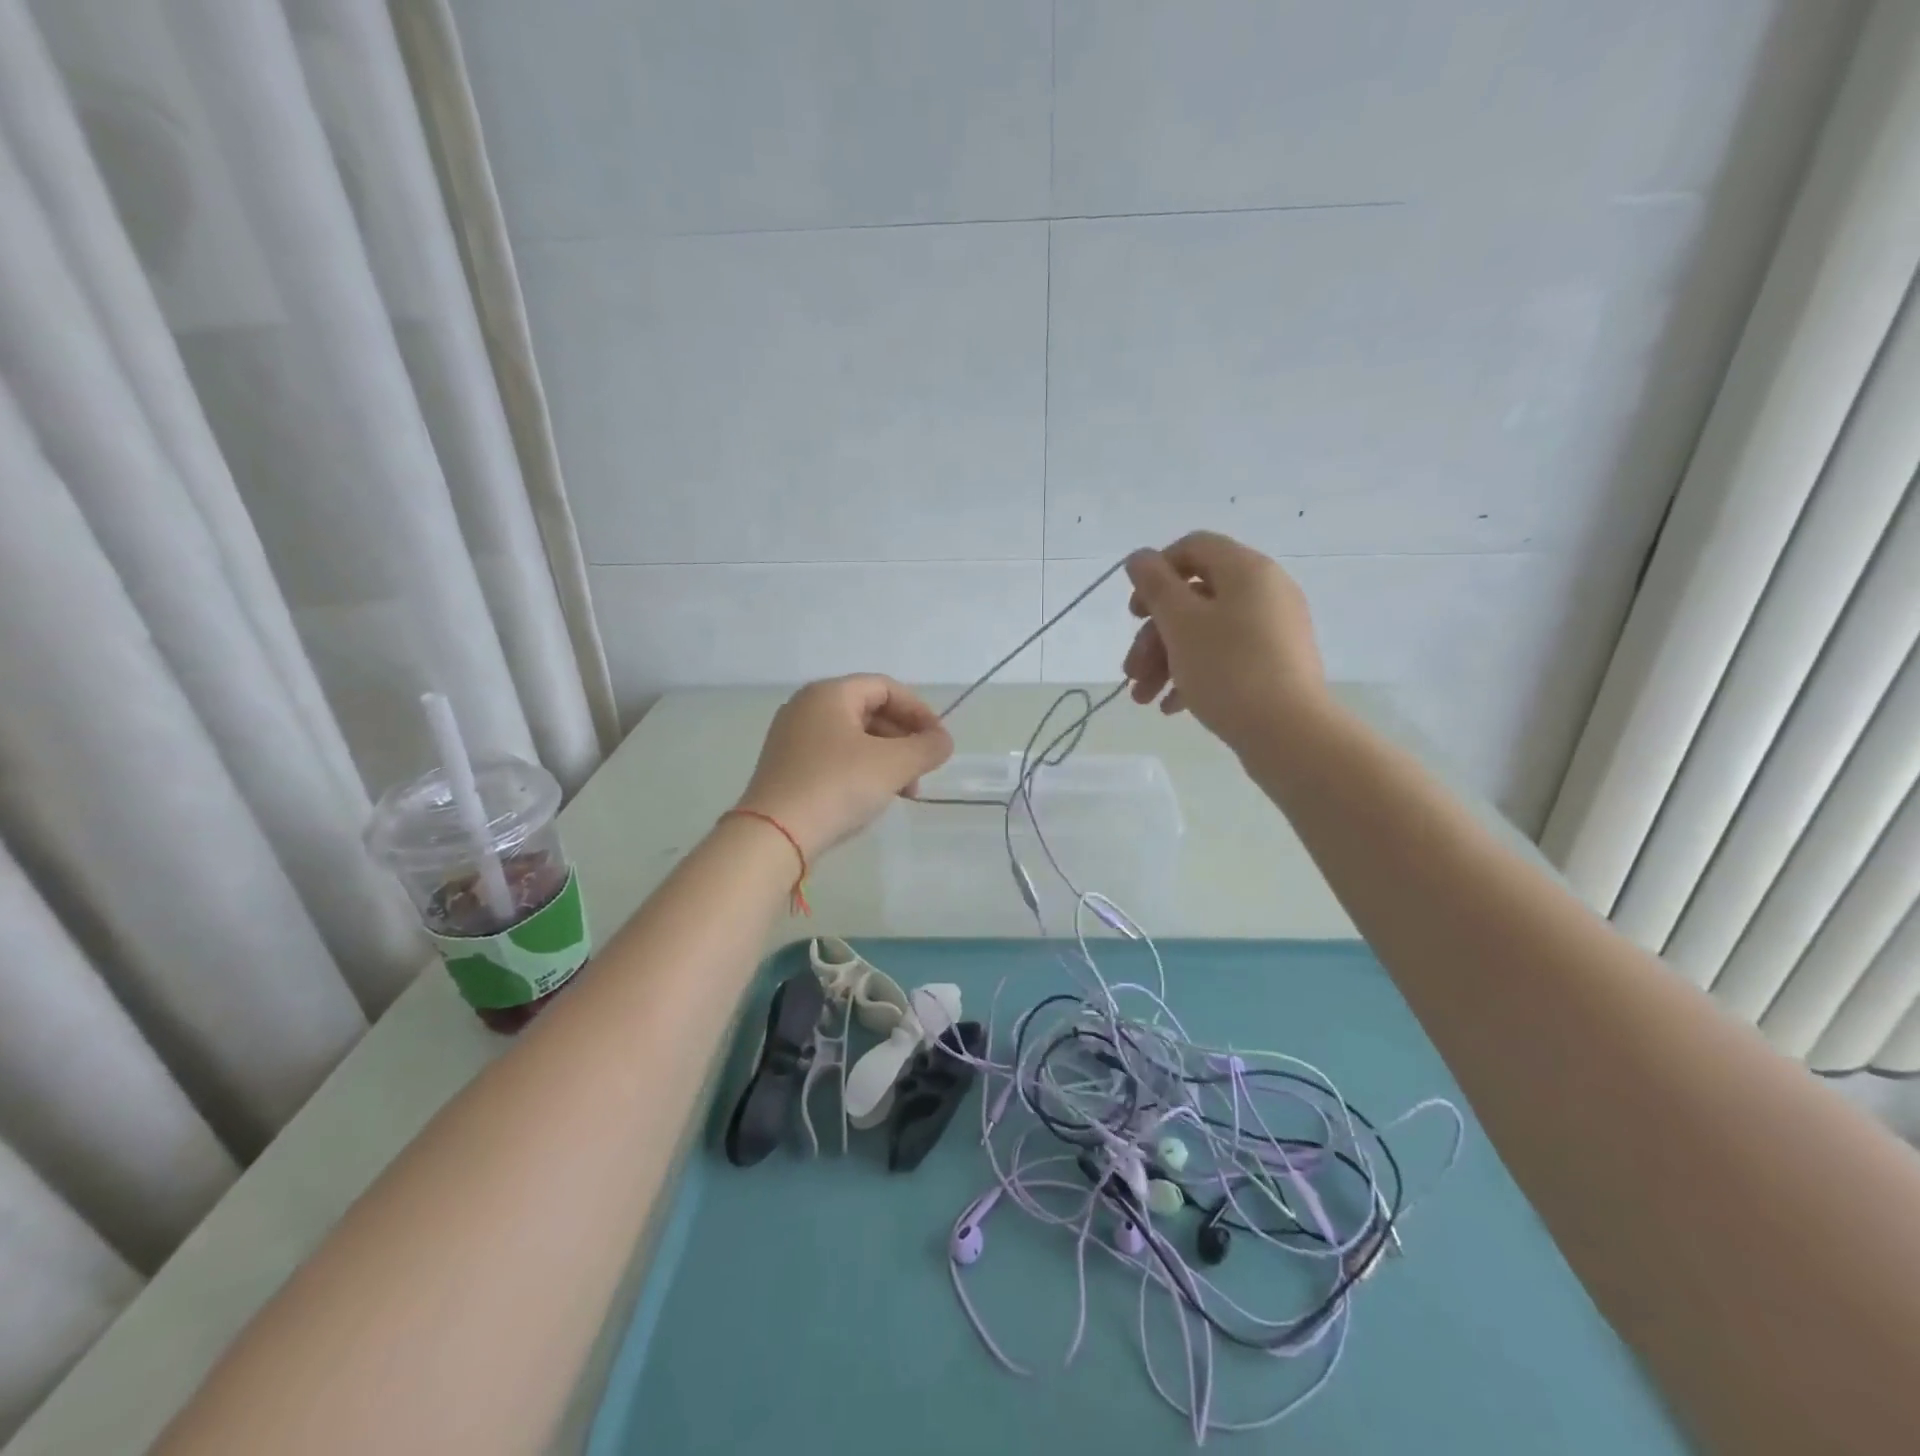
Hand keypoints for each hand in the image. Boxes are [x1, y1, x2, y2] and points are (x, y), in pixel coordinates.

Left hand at [735, 675, 953, 858]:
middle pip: (870, 711)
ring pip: (854, 738)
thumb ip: (927, 748)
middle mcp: (806, 707)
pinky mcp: (787, 767)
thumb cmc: (836, 786)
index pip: (886, 687)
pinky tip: (873, 798)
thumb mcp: (893, 765)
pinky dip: (862, 771)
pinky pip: (835, 758)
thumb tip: (943, 741)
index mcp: (829, 693)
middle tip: (923, 772)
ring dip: (887, 760)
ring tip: (904, 792)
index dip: (919, 711)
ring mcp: (792, 738)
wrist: (774, 836)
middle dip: (904, 740)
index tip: (939, 742)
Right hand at [1123, 531, 1327, 752]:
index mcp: (1246, 570)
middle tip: (1131, 670)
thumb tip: (1140, 558)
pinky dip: (1194, 675)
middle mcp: (1265, 592)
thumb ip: (1155, 586)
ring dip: (1166, 661)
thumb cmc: (1228, 669)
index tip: (1135, 612)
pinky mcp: (1275, 664)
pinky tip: (1170, 708)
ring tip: (1142, 698)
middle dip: (1154, 635)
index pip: (1193, 548)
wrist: (1289, 733)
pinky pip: (1226, 657)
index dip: (1156, 573)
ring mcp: (1273, 630)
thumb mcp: (1180, 623)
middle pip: (1194, 598)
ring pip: (1205, 632)